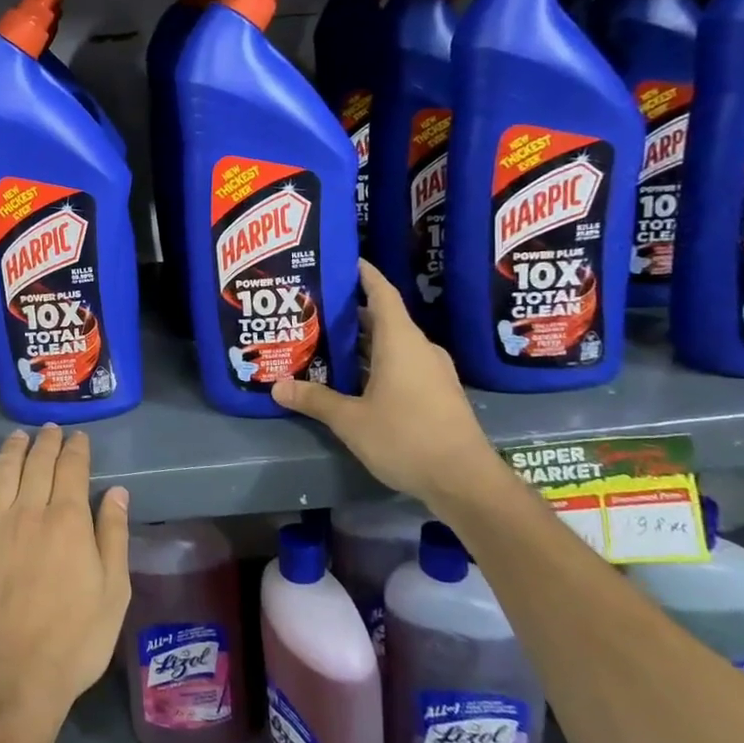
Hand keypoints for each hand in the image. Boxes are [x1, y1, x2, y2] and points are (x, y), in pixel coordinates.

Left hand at [0, 426, 130, 739]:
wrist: (13, 678)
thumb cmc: (74, 640)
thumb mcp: (113, 593)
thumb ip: (114, 536)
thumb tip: (117, 492)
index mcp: (69, 521)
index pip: (72, 468)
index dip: (77, 449)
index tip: (79, 439)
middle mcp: (30, 511)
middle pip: (38, 462)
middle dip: (47, 442)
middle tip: (51, 430)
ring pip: (3, 469)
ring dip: (13, 447)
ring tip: (20, 436)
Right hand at [273, 259, 504, 509]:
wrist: (466, 482)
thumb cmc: (406, 437)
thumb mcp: (350, 420)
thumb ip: (314, 399)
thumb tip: (277, 386)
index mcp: (400, 341)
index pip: (382, 293)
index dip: (363, 274)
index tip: (342, 260)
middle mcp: (419, 349)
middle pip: (383, 319)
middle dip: (351, 312)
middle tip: (315, 309)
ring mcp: (432, 372)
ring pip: (392, 344)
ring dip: (363, 342)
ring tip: (326, 342)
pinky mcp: (438, 394)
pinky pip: (402, 365)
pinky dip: (377, 363)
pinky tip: (353, 379)